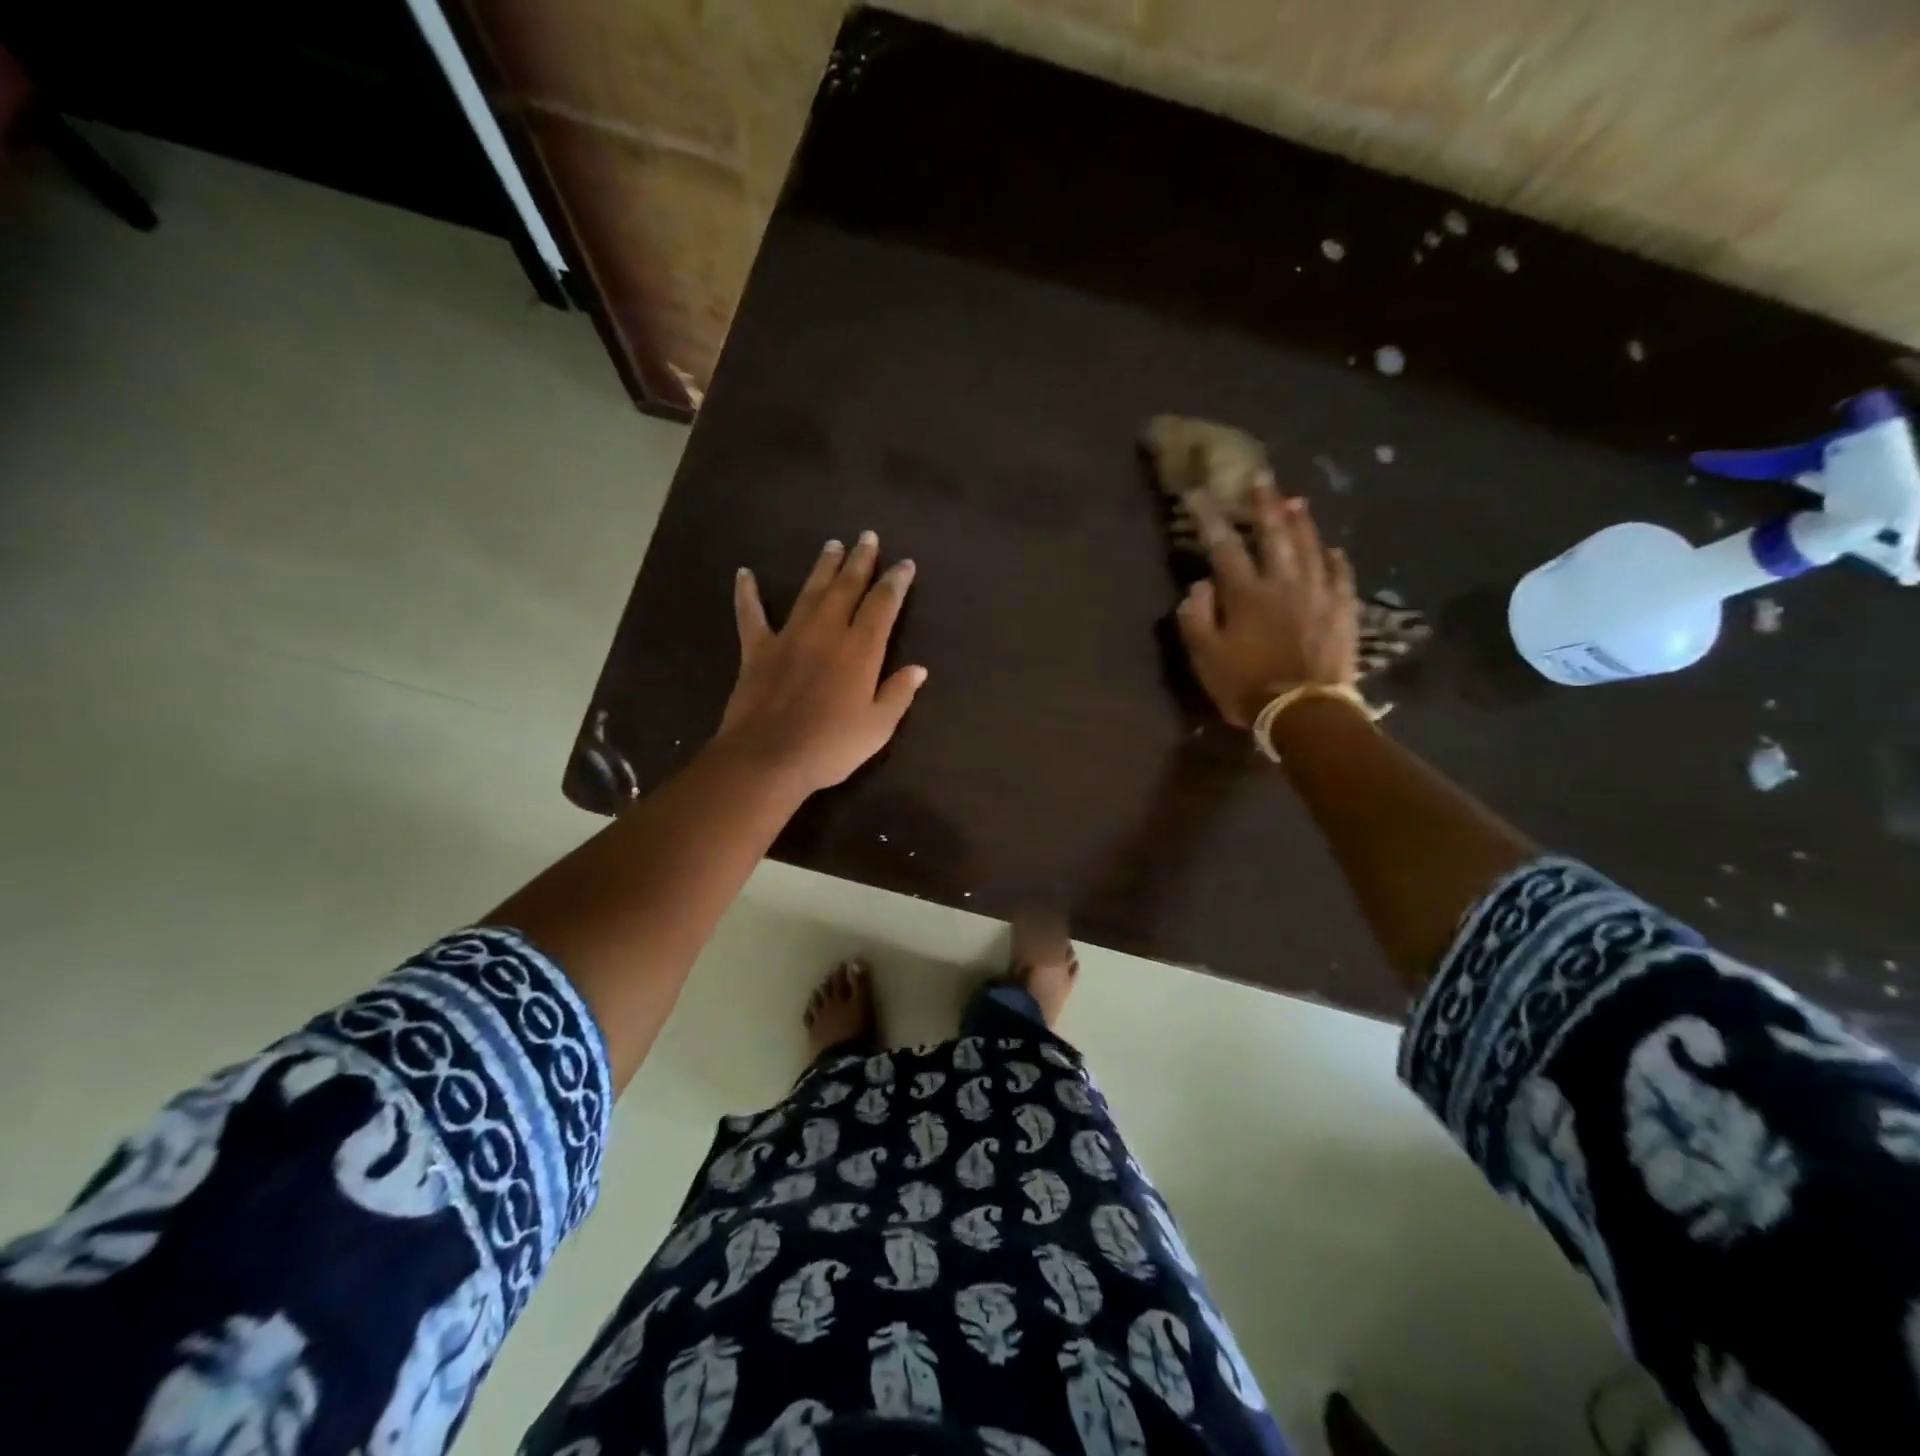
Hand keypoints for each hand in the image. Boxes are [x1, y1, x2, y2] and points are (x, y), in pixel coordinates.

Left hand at [716, 531, 926, 792]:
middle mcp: (826, 632)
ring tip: (832, 545)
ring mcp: (789, 637)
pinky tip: (744, 574)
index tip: (904, 564)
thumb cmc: (830, 746)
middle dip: (860, 561)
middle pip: (846, 587)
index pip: (882, 605)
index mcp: (860, 650)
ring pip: (809, 592)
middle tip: (867, 536)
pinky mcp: (757, 650)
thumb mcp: (878, 728)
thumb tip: (918, 668)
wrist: (768, 758)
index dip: (895, 582)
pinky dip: (747, 594)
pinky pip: (750, 615)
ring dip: (822, 567)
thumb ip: (898, 694)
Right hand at [1175, 486, 1358, 726]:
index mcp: (1246, 593)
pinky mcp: (1342, 610)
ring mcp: (1318, 593)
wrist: (1303, 711)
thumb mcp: (1204, 656)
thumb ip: (1196, 616)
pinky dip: (1334, 559)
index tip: (1198, 494)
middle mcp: (1283, 582)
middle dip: (1264, 504)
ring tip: (1296, 499)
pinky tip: (1332, 548)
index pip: (1224, 546)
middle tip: (1261, 477)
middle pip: (1274, 534)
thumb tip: (1200, 584)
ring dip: (1301, 521)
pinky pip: (1340, 575)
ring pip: (1310, 546)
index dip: (1209, 518)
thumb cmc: (1246, 685)